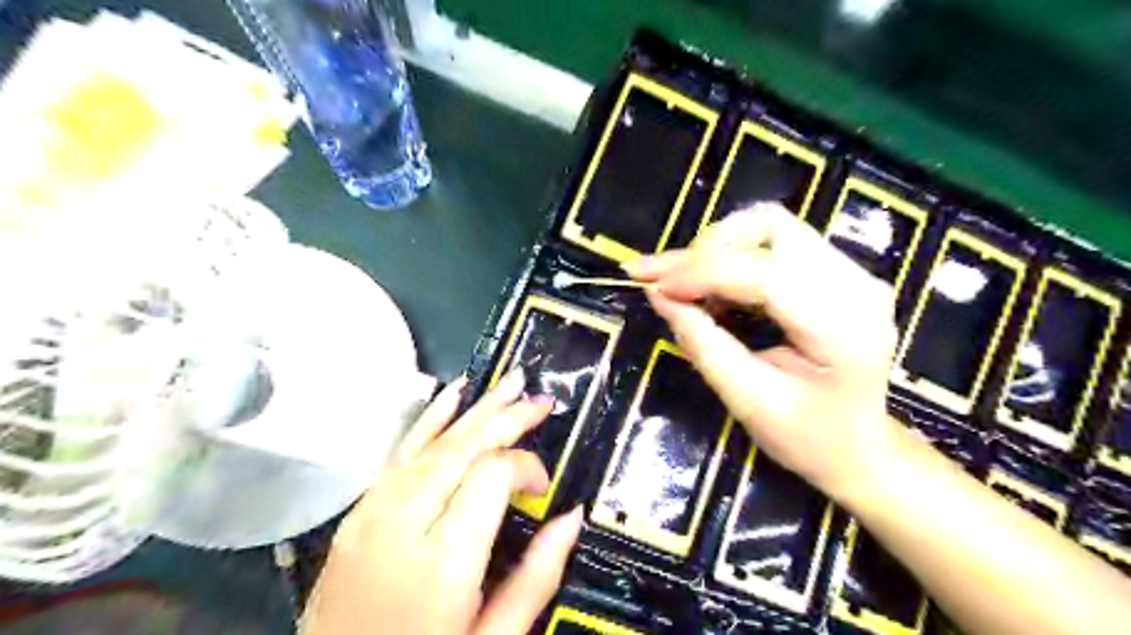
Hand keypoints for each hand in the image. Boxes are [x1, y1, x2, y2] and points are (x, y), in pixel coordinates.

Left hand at [301, 368, 582, 634]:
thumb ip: (536, 576)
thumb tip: (570, 518)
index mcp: (442, 563)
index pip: (491, 476)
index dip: (526, 466)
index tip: (542, 485)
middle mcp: (403, 525)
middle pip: (461, 448)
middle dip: (505, 418)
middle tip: (539, 400)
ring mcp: (372, 515)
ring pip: (432, 442)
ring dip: (475, 410)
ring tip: (508, 385)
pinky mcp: (358, 514)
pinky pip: (399, 454)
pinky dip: (430, 419)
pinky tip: (451, 396)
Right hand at [627, 205, 901, 496]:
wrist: (861, 449)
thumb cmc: (809, 438)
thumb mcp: (749, 401)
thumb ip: (703, 344)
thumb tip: (657, 294)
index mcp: (843, 327)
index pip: (765, 273)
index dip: (701, 272)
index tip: (652, 285)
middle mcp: (856, 284)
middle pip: (770, 227)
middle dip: (706, 250)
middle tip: (664, 280)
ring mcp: (851, 271)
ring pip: (769, 226)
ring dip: (717, 248)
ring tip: (683, 284)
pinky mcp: (836, 271)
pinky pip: (774, 242)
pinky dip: (732, 256)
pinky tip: (711, 286)